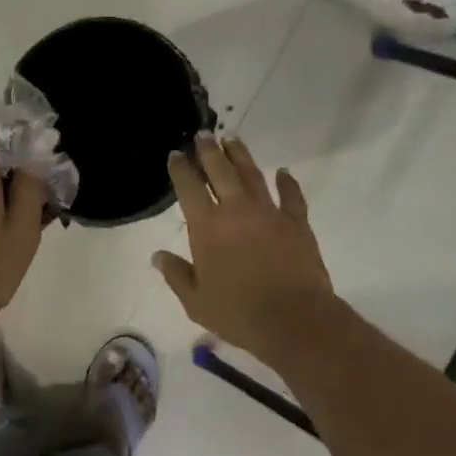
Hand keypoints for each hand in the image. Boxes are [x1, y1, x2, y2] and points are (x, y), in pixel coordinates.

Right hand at [153, 133, 336, 361]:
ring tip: (232, 140)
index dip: (181, 169)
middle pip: (220, 171)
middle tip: (203, 136)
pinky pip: (291, 195)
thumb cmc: (237, 313)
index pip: (189, 189)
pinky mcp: (297, 222)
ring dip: (240, 155)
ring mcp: (269, 213)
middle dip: (209, 152)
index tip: (175, 155)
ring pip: (252, 174)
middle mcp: (236, 211)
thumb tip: (158, 256)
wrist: (292, 319)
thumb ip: (176, 275)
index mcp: (207, 228)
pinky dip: (287, 181)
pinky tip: (282, 172)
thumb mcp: (196, 301)